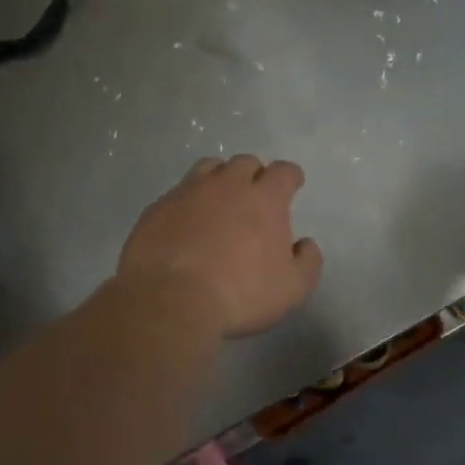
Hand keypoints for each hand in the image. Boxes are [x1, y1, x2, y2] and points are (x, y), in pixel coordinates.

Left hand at [117, 155, 323, 338]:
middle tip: (254, 196)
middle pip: (245, 163)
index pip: (283, 172)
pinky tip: (186, 223)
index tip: (292, 184)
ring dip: (220, 179)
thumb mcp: (292, 288)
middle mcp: (227, 185)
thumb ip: (307, 261)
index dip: (290, 176)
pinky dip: (188, 201)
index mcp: (264, 198)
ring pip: (209, 168)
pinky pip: (178, 193)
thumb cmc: (240, 294)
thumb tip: (305, 244)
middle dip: (254, 174)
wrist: (170, 300)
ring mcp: (188, 192)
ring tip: (219, 200)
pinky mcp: (158, 207)